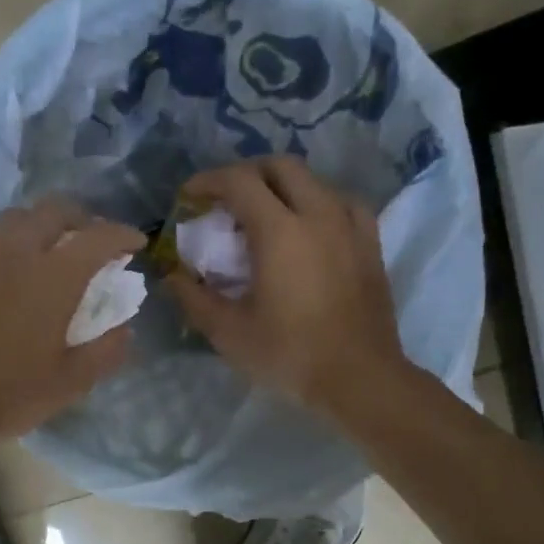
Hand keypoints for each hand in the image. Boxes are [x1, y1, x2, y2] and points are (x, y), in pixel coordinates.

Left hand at [0, 200, 144, 455]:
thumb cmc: (8, 396)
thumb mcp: (71, 383)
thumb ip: (106, 351)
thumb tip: (125, 330)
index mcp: (53, 278)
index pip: (97, 238)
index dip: (122, 235)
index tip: (136, 244)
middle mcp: (17, 254)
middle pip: (54, 210)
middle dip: (83, 218)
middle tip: (96, 242)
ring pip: (19, 218)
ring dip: (46, 224)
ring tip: (58, 251)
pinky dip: (18, 241)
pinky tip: (21, 274)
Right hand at [167, 158, 405, 418]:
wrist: (360, 377)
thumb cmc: (290, 354)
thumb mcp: (229, 332)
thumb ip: (194, 298)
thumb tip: (172, 276)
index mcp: (280, 231)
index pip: (239, 181)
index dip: (208, 181)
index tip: (190, 196)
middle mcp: (317, 214)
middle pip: (280, 166)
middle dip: (247, 173)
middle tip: (226, 199)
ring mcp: (350, 226)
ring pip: (314, 180)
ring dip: (283, 185)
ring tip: (267, 212)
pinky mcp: (371, 243)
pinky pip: (344, 202)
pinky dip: (319, 202)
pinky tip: (312, 226)